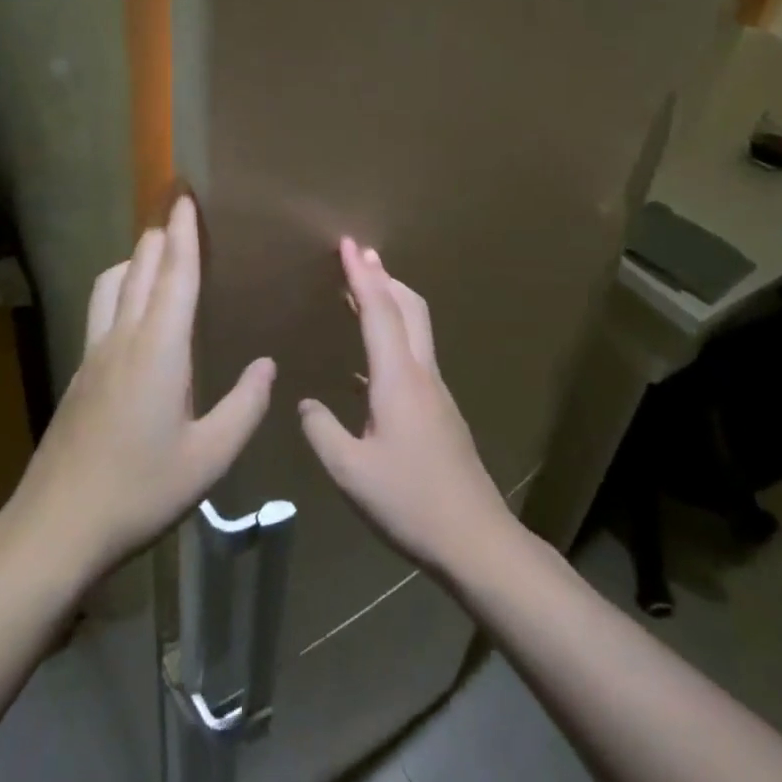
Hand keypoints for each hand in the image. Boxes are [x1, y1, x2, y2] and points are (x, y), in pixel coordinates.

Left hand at [6, 196, 274, 581]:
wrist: (57, 526)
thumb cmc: (140, 491)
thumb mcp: (209, 459)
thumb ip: (244, 407)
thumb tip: (267, 365)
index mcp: (159, 349)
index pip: (175, 274)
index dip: (185, 232)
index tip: (187, 194)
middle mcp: (123, 338)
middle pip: (141, 267)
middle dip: (161, 234)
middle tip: (179, 210)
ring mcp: (95, 353)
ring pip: (112, 283)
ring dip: (136, 258)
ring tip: (158, 254)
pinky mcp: (80, 371)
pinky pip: (102, 308)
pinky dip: (121, 286)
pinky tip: (134, 310)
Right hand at [298, 239, 516, 578]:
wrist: (475, 539)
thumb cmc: (409, 501)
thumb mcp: (350, 472)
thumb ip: (321, 431)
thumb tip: (306, 403)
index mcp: (398, 379)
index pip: (378, 311)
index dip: (361, 275)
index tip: (348, 243)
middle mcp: (421, 374)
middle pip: (408, 307)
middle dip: (383, 276)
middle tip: (358, 254)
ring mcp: (436, 392)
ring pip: (415, 329)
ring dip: (390, 302)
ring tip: (360, 293)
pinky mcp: (440, 411)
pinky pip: (414, 355)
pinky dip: (393, 335)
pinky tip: (368, 362)